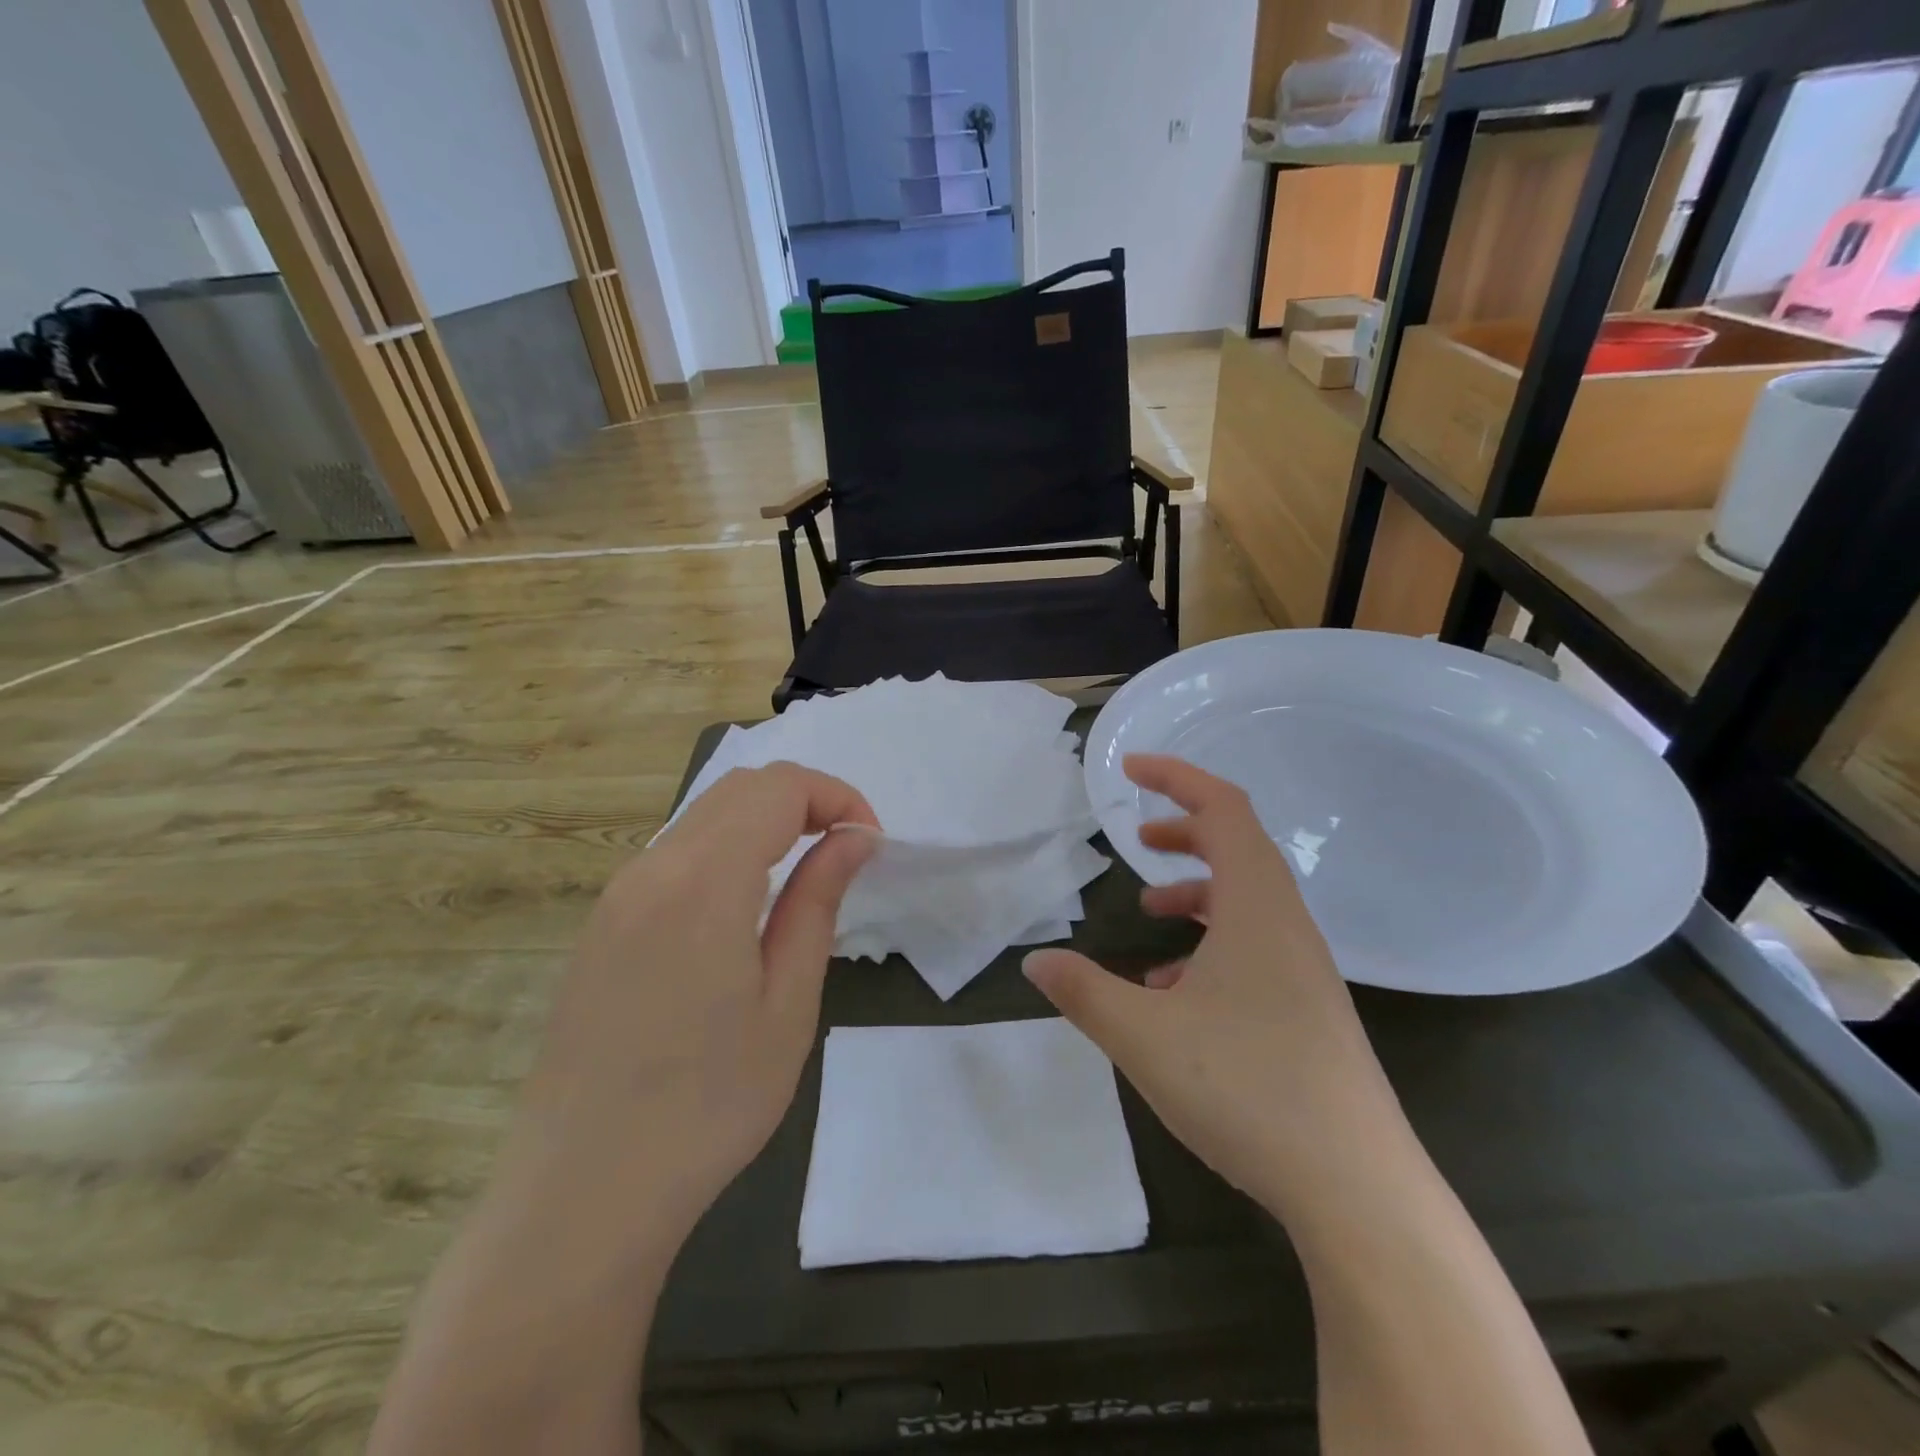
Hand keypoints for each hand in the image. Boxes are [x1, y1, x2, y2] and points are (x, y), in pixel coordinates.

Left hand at [513, 762, 877, 1253]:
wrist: (581, 1195)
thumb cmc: (707, 1106)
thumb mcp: (788, 1004)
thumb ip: (818, 902)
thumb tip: (854, 838)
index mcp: (702, 882)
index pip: (779, 788)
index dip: (836, 797)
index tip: (869, 845)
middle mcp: (650, 869)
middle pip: (739, 788)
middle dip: (805, 800)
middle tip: (846, 851)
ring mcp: (616, 895)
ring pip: (703, 815)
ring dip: (765, 822)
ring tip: (805, 875)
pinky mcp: (602, 924)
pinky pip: (674, 853)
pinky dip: (726, 848)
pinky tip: (745, 906)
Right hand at [1024, 755, 1406, 1220]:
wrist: (1357, 1188)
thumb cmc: (1247, 1088)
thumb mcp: (1143, 1035)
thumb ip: (1083, 991)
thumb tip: (1036, 961)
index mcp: (1256, 907)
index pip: (1224, 809)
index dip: (1177, 777)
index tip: (1130, 770)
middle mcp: (1287, 925)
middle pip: (1239, 847)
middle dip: (1185, 831)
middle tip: (1137, 836)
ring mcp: (1304, 969)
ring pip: (1246, 901)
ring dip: (1196, 892)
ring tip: (1148, 911)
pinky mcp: (1307, 1008)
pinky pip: (1254, 948)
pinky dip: (1210, 944)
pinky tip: (1172, 992)